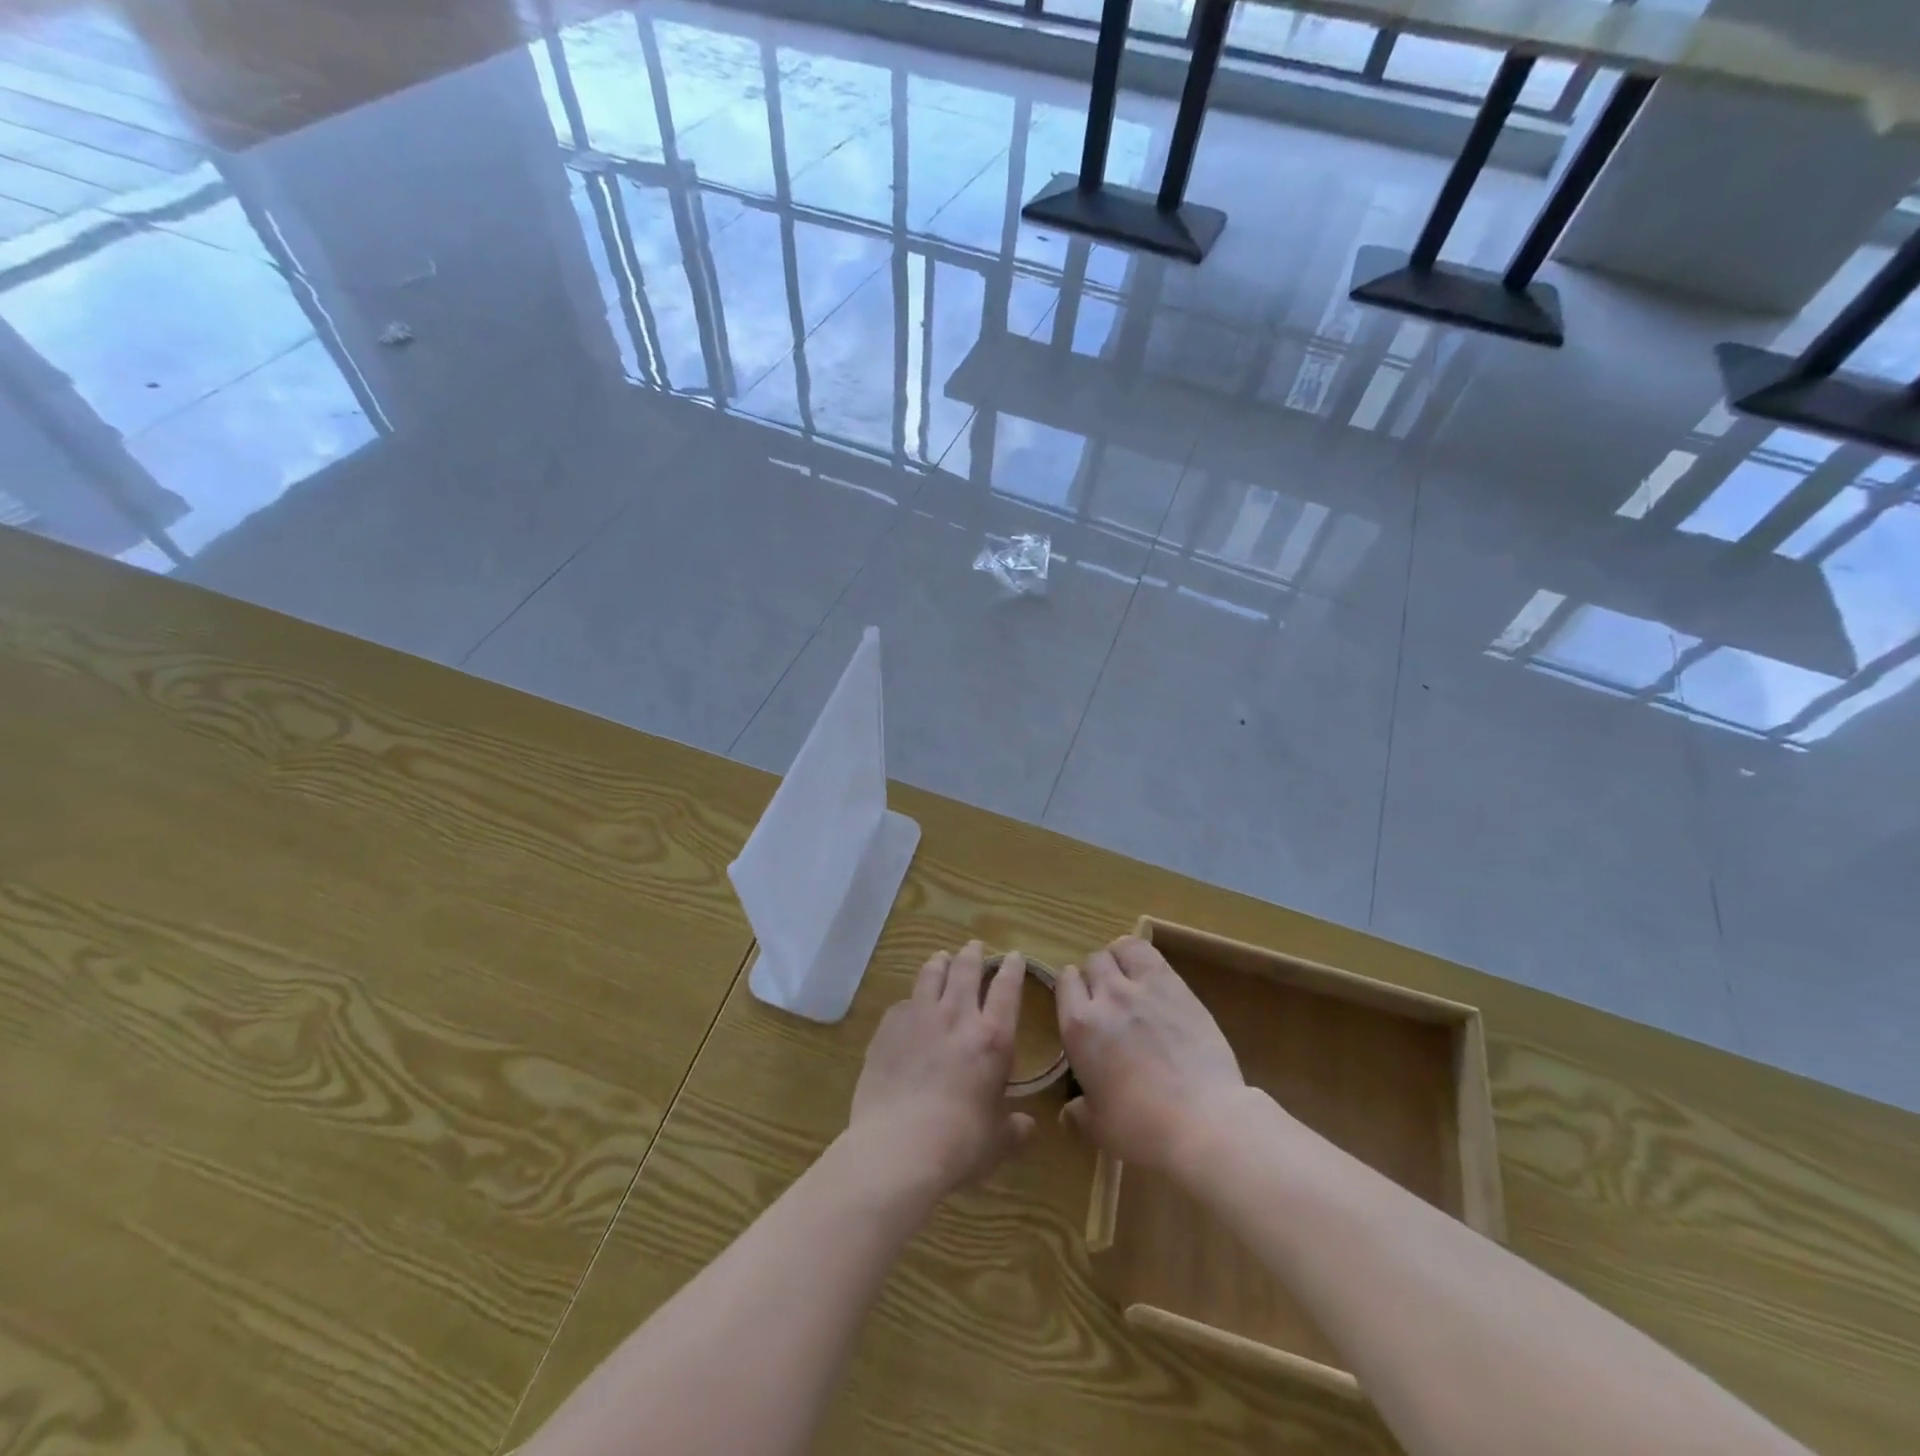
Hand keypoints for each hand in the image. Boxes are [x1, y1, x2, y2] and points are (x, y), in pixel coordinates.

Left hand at [847, 941, 1035, 1196]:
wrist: (899, 1147)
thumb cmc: (959, 1144)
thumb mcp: (997, 1141)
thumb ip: (1014, 1128)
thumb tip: (1027, 1126)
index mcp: (993, 1038)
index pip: (1007, 989)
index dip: (1012, 968)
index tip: (1013, 956)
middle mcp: (957, 1016)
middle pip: (967, 970)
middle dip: (973, 954)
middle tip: (974, 946)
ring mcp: (919, 1017)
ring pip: (931, 975)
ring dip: (940, 963)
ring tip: (942, 958)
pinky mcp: (888, 1028)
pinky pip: (903, 1003)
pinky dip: (911, 1000)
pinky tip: (909, 1005)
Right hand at [1056, 936, 1247, 1173]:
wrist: (1203, 1120)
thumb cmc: (1143, 1128)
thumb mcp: (1100, 1128)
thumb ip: (1079, 1114)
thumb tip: (1068, 1114)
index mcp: (1078, 1027)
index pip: (1064, 980)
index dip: (1072, 989)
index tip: (1082, 1006)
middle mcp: (1104, 997)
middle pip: (1092, 962)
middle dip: (1096, 976)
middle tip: (1109, 1000)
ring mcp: (1140, 987)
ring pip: (1118, 949)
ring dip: (1119, 960)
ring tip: (1130, 979)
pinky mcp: (1174, 984)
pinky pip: (1148, 952)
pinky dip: (1142, 956)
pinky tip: (1151, 975)